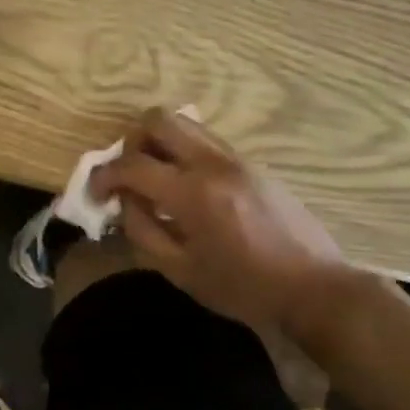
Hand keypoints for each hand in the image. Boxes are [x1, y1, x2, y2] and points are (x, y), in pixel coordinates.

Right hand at [91, 108, 366, 352]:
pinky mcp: (252, 164)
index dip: (103, 175)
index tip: (94, 192)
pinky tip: (188, 188)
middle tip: (129, 174)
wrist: (315, 288)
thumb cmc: (244, 288)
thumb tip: (125, 201)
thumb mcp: (181, 272)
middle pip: (159, 120)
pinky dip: (184, 152)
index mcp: (193, 193)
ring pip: (185, 123)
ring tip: (156, 178)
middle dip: (132, 142)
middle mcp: (213, 163)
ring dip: (159, 142)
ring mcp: (236, 159)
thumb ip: (143, 231)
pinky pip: (206, 141)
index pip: (132, 164)